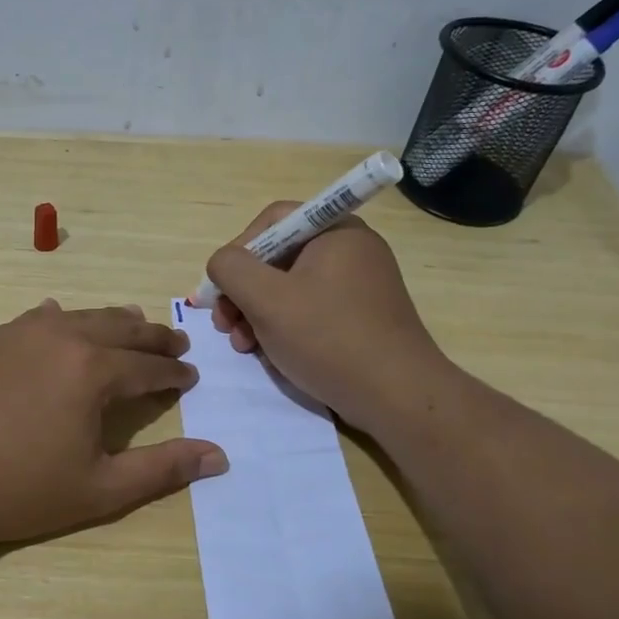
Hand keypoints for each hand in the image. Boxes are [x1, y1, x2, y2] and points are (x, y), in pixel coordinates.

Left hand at [0, 301, 228, 549]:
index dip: (174, 371)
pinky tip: (58, 320)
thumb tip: (218, 456)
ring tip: (131, 325)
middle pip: (121, 327)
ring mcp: (20, 333)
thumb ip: (162, 468)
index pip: (149, 365)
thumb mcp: (100, 489)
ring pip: (80, 316)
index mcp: (94, 370)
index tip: (190, 375)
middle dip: (153, 336)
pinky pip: (36, 319)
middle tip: (175, 342)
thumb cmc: (19, 490)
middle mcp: (62, 337)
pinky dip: (61, 320)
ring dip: (112, 322)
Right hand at [205, 203, 449, 431]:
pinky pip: (310, 310)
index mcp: (335, 231)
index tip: (222, 289)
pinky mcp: (360, 317)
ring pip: (289, 288)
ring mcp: (358, 285)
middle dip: (243, 291)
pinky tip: (270, 354)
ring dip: (257, 314)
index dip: (238, 250)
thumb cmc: (328, 338)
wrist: (396, 397)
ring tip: (243, 346)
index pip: (272, 221)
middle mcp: (350, 250)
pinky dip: (283, 327)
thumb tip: (222, 263)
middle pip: (277, 256)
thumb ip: (231, 269)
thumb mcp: (266, 299)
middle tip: (225, 325)